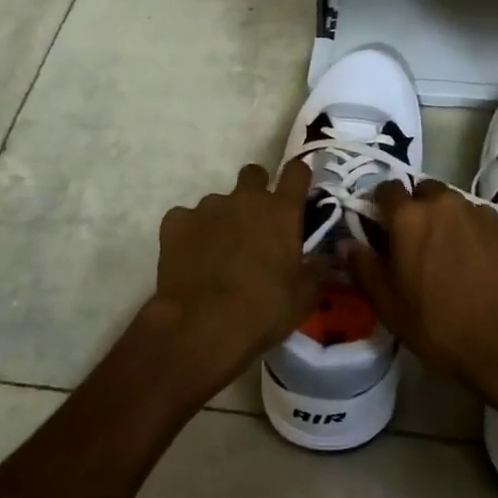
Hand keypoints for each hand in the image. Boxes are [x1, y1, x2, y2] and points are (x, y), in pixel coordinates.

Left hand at [148, 161, 329, 400]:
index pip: (297, 172)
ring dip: (222, 218)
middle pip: (253, 174)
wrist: (202, 325)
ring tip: (218, 252)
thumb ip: (314, 271)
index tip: (297, 188)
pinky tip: (190, 257)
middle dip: (256, 189)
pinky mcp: (176, 223)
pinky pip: (185, 218)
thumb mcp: (303, 298)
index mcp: (281, 211)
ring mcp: (208, 207)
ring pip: (218, 201)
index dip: (298, 176)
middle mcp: (245, 199)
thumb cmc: (263, 310)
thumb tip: (321, 260)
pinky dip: (189, 232)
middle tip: (256, 221)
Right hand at [341, 179, 497, 430]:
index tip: (379, 229)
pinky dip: (470, 232)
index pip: (385, 190)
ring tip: (446, 254)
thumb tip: (345, 243)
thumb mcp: (389, 305)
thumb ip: (363, 268)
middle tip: (414, 242)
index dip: (380, 207)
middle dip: (415, 208)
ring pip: (452, 204)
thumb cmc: (440, 325)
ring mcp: (478, 212)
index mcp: (408, 217)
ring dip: (444, 219)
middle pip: (422, 191)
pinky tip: (474, 262)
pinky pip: (478, 219)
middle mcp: (443, 203)